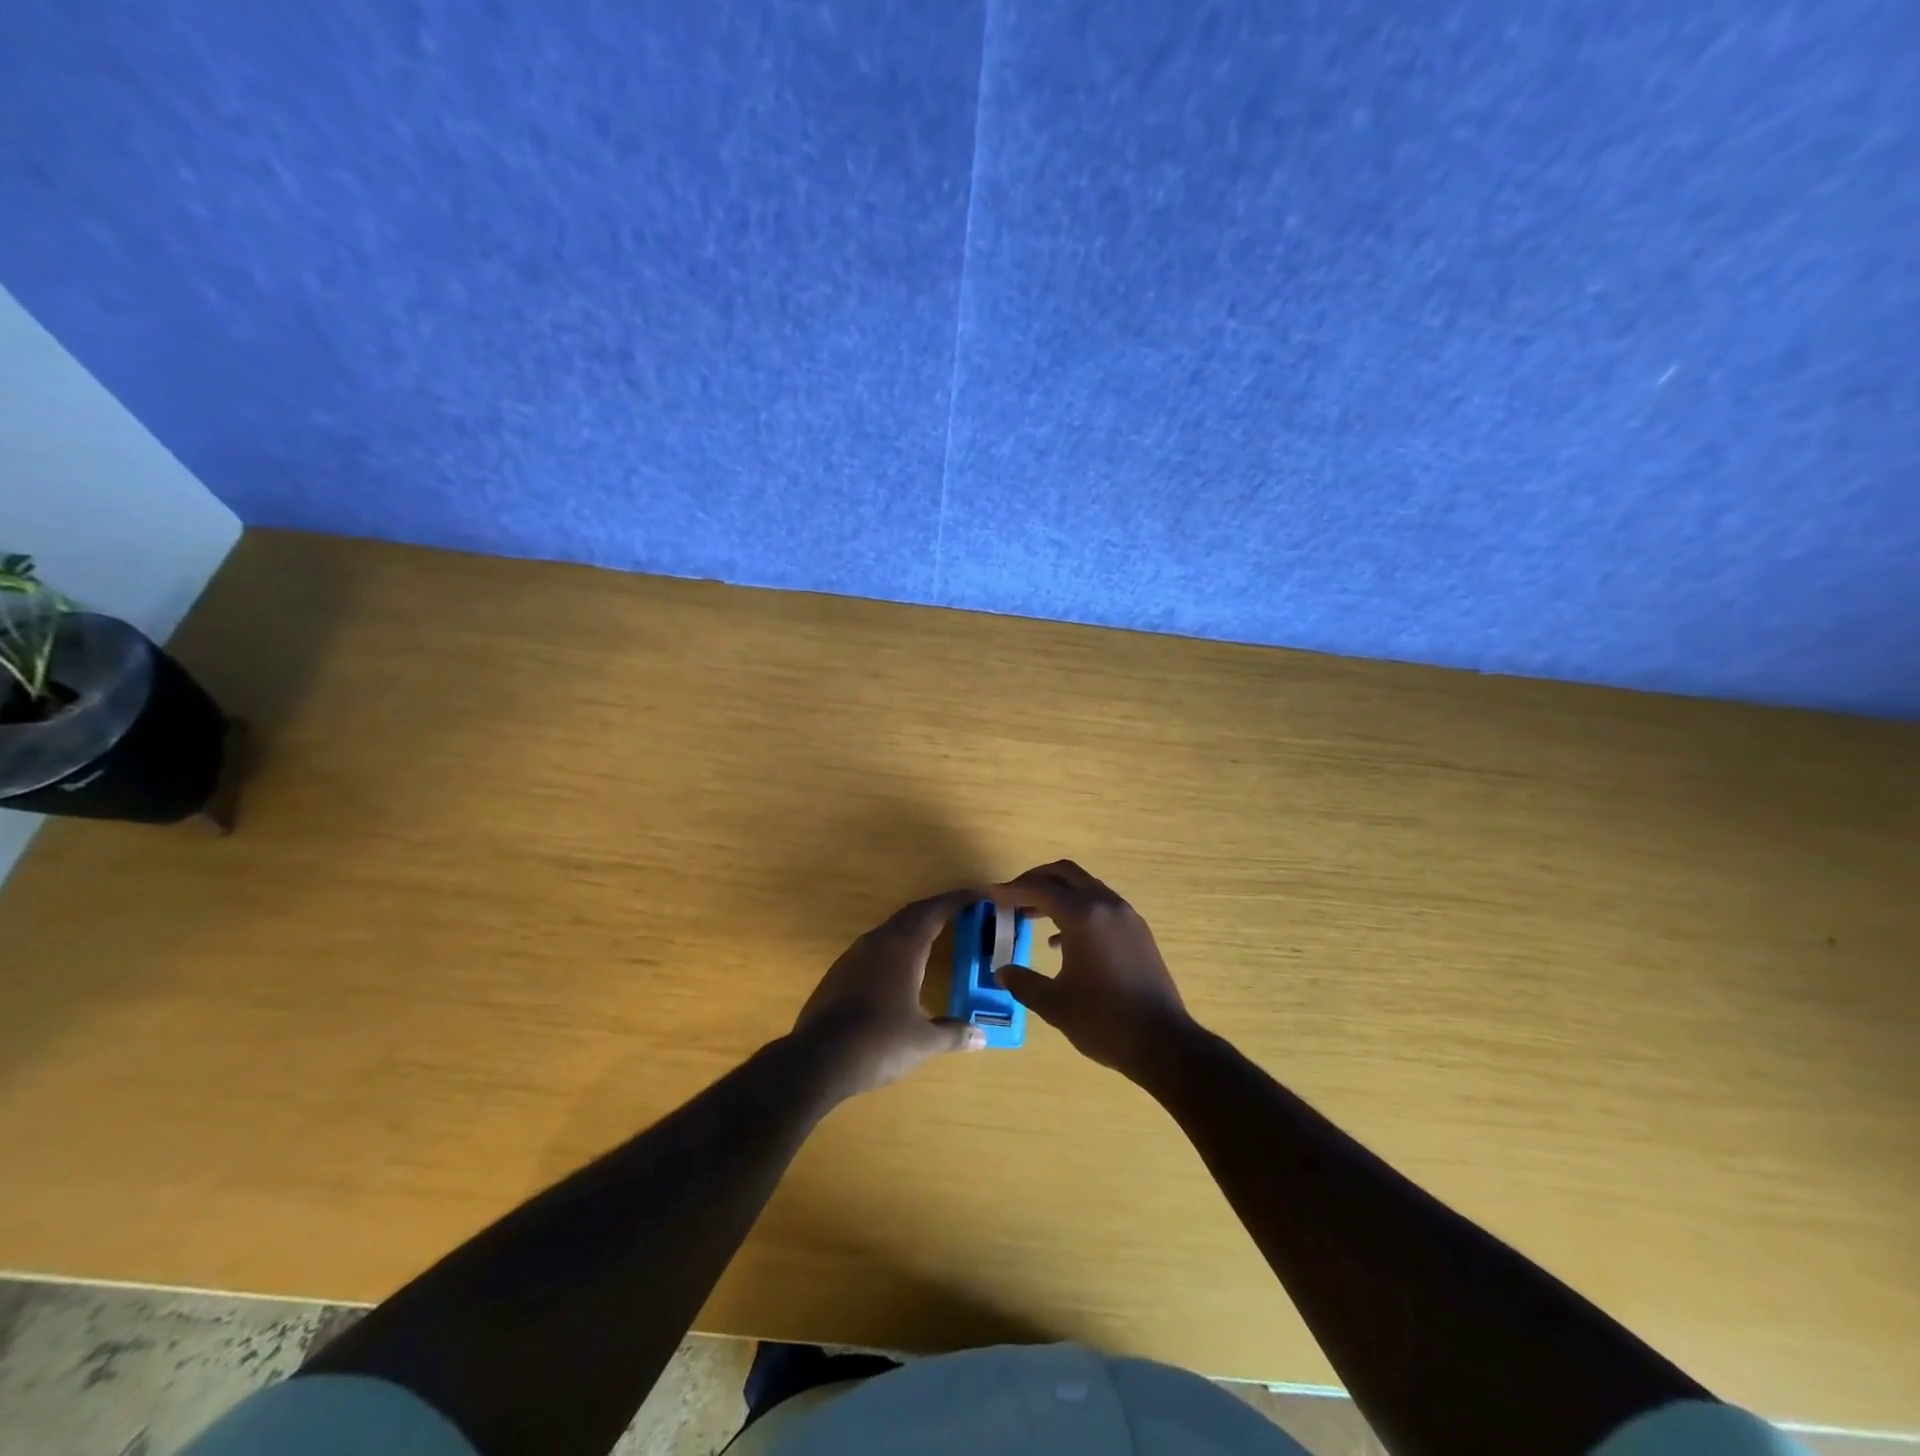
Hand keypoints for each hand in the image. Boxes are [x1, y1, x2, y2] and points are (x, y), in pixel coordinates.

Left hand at [793, 888, 985, 1099]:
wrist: (817, 1060)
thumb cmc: (878, 1043)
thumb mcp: (922, 1041)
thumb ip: (953, 1033)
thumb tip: (981, 1036)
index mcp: (903, 948)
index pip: (934, 911)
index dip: (957, 900)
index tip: (977, 894)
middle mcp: (878, 942)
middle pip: (912, 914)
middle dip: (937, 909)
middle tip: (961, 911)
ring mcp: (854, 955)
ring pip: (890, 929)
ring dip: (914, 926)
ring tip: (935, 935)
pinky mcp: (839, 972)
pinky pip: (874, 947)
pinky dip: (895, 945)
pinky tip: (900, 966)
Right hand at [992, 860, 1192, 1078]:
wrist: (1163, 1043)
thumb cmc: (1103, 1020)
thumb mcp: (1053, 1003)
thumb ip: (1023, 982)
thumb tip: (1001, 972)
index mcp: (1083, 915)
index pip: (1040, 889)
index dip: (1012, 889)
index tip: (992, 894)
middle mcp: (1106, 905)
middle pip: (1066, 874)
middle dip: (1036, 880)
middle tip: (1013, 895)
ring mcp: (1127, 917)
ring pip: (1086, 888)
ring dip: (1058, 895)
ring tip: (1032, 917)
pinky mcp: (1138, 932)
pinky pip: (1101, 906)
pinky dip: (1078, 910)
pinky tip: (1062, 942)